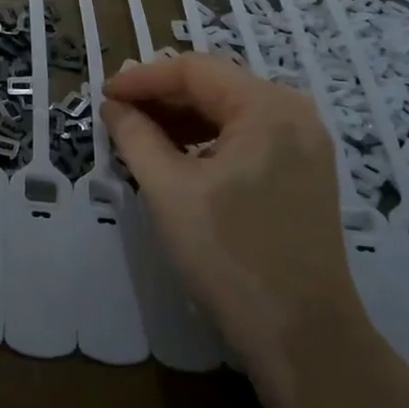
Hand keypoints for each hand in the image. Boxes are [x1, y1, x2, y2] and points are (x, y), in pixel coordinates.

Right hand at [103, 53, 363, 370]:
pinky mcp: (304, 173)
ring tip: (138, 135)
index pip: (194, 69)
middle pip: (216, 85)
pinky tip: (176, 158)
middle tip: (117, 113)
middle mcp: (294, 113)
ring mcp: (305, 144)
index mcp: (267, 107)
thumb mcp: (169, 190)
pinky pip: (247, 138)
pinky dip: (207, 141)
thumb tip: (114, 106)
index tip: (103, 95)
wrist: (302, 338)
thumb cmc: (229, 256)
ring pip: (230, 112)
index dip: (143, 78)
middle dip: (162, 96)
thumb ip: (136, 136)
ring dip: (182, 119)